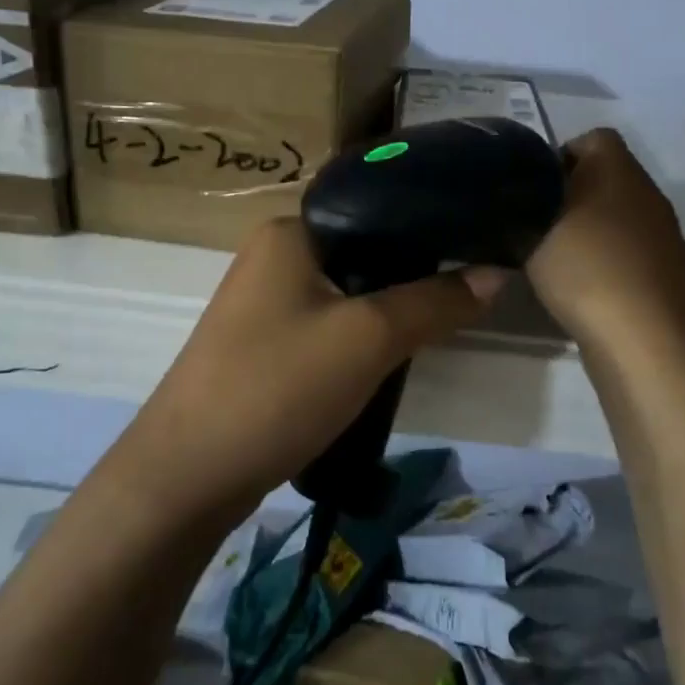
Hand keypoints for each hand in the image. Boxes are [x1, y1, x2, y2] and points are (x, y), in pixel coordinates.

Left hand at [122, 219, 503, 517]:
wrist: (188, 476)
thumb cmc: (278, 386)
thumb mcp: (368, 339)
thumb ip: (434, 302)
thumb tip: (496, 273)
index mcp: (291, 230)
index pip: (376, 208)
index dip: (430, 227)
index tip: (479, 246)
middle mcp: (274, 254)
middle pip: (365, 252)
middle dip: (413, 276)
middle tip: (466, 293)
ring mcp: (264, 301)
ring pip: (348, 292)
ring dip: (387, 310)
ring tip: (438, 325)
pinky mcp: (263, 343)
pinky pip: (328, 324)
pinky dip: (360, 337)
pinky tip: (389, 357)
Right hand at [526, 127, 684, 348]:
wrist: (643, 337)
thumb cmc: (584, 268)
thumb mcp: (530, 233)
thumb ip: (519, 211)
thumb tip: (519, 205)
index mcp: (619, 169)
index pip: (594, 138)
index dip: (562, 155)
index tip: (535, 188)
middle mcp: (650, 193)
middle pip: (611, 179)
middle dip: (577, 196)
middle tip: (542, 225)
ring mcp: (668, 235)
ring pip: (626, 218)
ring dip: (600, 230)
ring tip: (565, 261)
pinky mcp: (674, 273)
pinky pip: (638, 255)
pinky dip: (619, 263)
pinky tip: (596, 288)